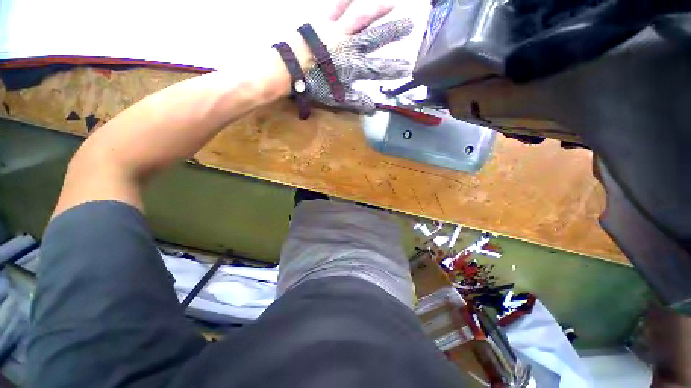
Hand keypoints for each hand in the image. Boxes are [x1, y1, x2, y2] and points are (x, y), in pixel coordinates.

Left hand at [306, 1, 413, 114]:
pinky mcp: (324, 21)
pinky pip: (336, 6)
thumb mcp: (336, 98)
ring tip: (392, 3)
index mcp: (352, 67)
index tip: (407, 67)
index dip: (393, 68)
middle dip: (393, 32)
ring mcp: (337, 31)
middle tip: (410, 24)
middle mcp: (349, 47)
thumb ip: (356, 102)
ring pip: (361, 18)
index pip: (378, 69)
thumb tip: (373, 109)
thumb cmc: (313, 85)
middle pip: (375, 39)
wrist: (291, 69)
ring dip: (378, 10)